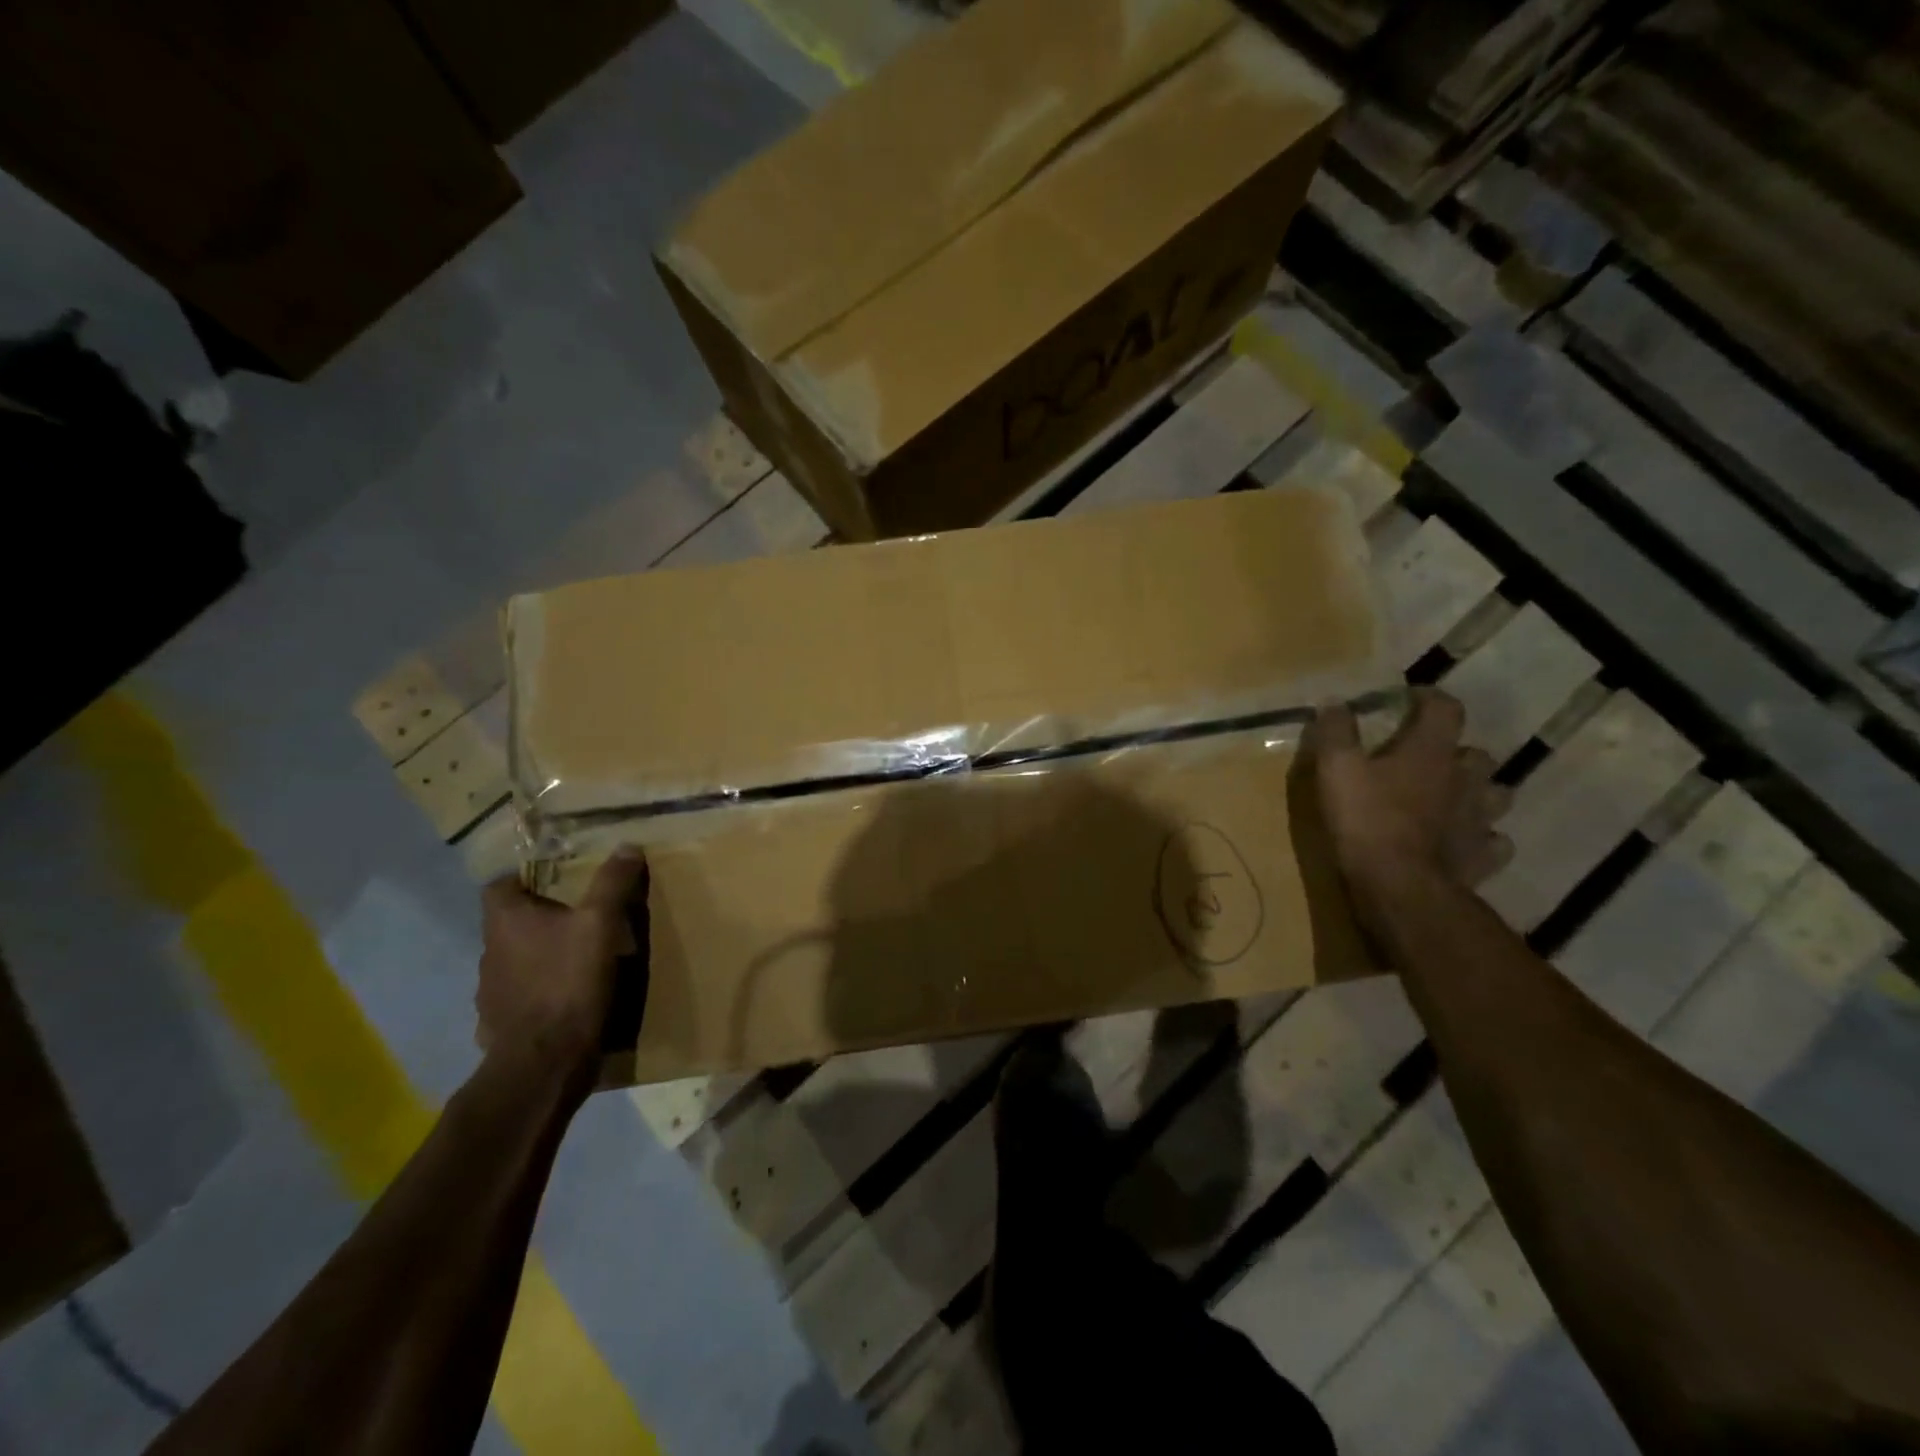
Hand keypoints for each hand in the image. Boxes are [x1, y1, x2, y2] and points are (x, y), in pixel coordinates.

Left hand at [477, 848, 648, 1087]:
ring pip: (514, 962)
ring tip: (576, 960)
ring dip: (538, 958)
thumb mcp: (601, 924)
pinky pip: (518, 998)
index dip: (524, 879)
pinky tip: (565, 1000)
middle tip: (579, 918)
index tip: (558, 882)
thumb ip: (612, 884)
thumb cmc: (569, 981)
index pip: (499, 886)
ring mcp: (489, 992)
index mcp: (505, 921)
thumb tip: (627, 846)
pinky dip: (537, 994)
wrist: (545, 1061)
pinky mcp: (499, 1025)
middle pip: (509, 924)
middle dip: (539, 919)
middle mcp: (488, 952)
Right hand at [1307, 688, 1512, 891]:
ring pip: (1495, 795)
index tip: (1411, 700)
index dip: (1430, 699)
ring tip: (1453, 799)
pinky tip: (1464, 841)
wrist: (1400, 886)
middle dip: (1456, 752)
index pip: (1445, 709)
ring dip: (1477, 792)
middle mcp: (1466, 779)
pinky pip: (1494, 841)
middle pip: (1476, 754)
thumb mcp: (1336, 769)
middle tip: (1429, 760)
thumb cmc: (1366, 820)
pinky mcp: (1483, 856)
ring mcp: (1480, 819)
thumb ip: (1336, 732)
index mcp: (1431, 751)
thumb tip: (1335, 702)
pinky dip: (1483, 837)